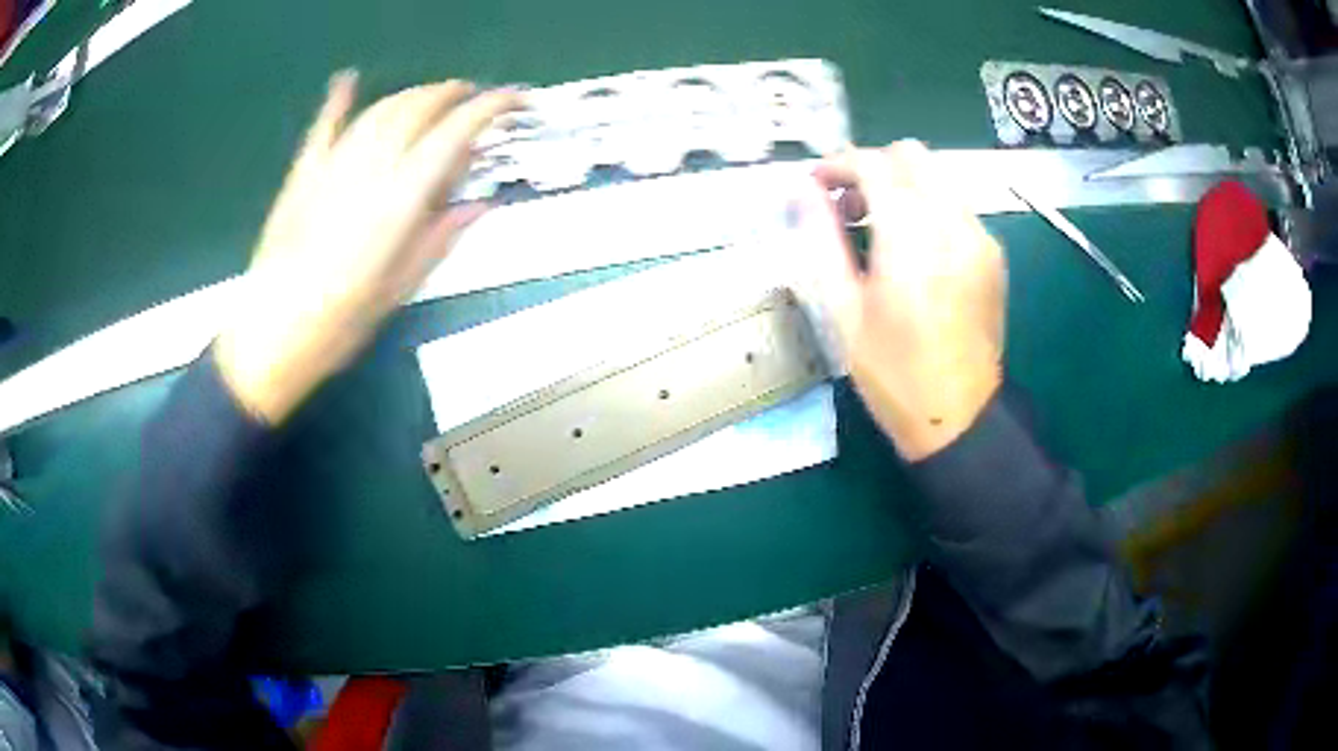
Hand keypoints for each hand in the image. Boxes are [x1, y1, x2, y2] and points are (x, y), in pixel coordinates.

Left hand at [215, 73, 521, 423]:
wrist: (271, 335)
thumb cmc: (339, 322)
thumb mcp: (401, 288)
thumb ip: (440, 238)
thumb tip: (479, 205)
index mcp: (400, 198)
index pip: (454, 132)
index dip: (490, 108)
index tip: (514, 100)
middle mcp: (370, 167)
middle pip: (418, 108)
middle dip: (453, 94)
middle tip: (474, 99)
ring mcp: (332, 165)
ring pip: (380, 110)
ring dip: (412, 95)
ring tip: (432, 98)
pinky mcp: (303, 174)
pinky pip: (324, 126)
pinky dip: (337, 100)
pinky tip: (347, 79)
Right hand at [811, 141, 1005, 460]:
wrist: (958, 417)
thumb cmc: (893, 372)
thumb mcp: (842, 310)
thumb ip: (820, 239)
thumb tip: (800, 190)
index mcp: (911, 236)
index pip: (873, 164)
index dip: (837, 165)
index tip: (816, 188)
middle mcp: (953, 223)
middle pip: (911, 155)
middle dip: (873, 168)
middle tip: (849, 208)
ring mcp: (980, 237)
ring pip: (937, 177)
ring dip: (901, 186)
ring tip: (878, 231)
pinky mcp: (993, 255)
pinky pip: (956, 206)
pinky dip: (927, 208)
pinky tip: (914, 252)